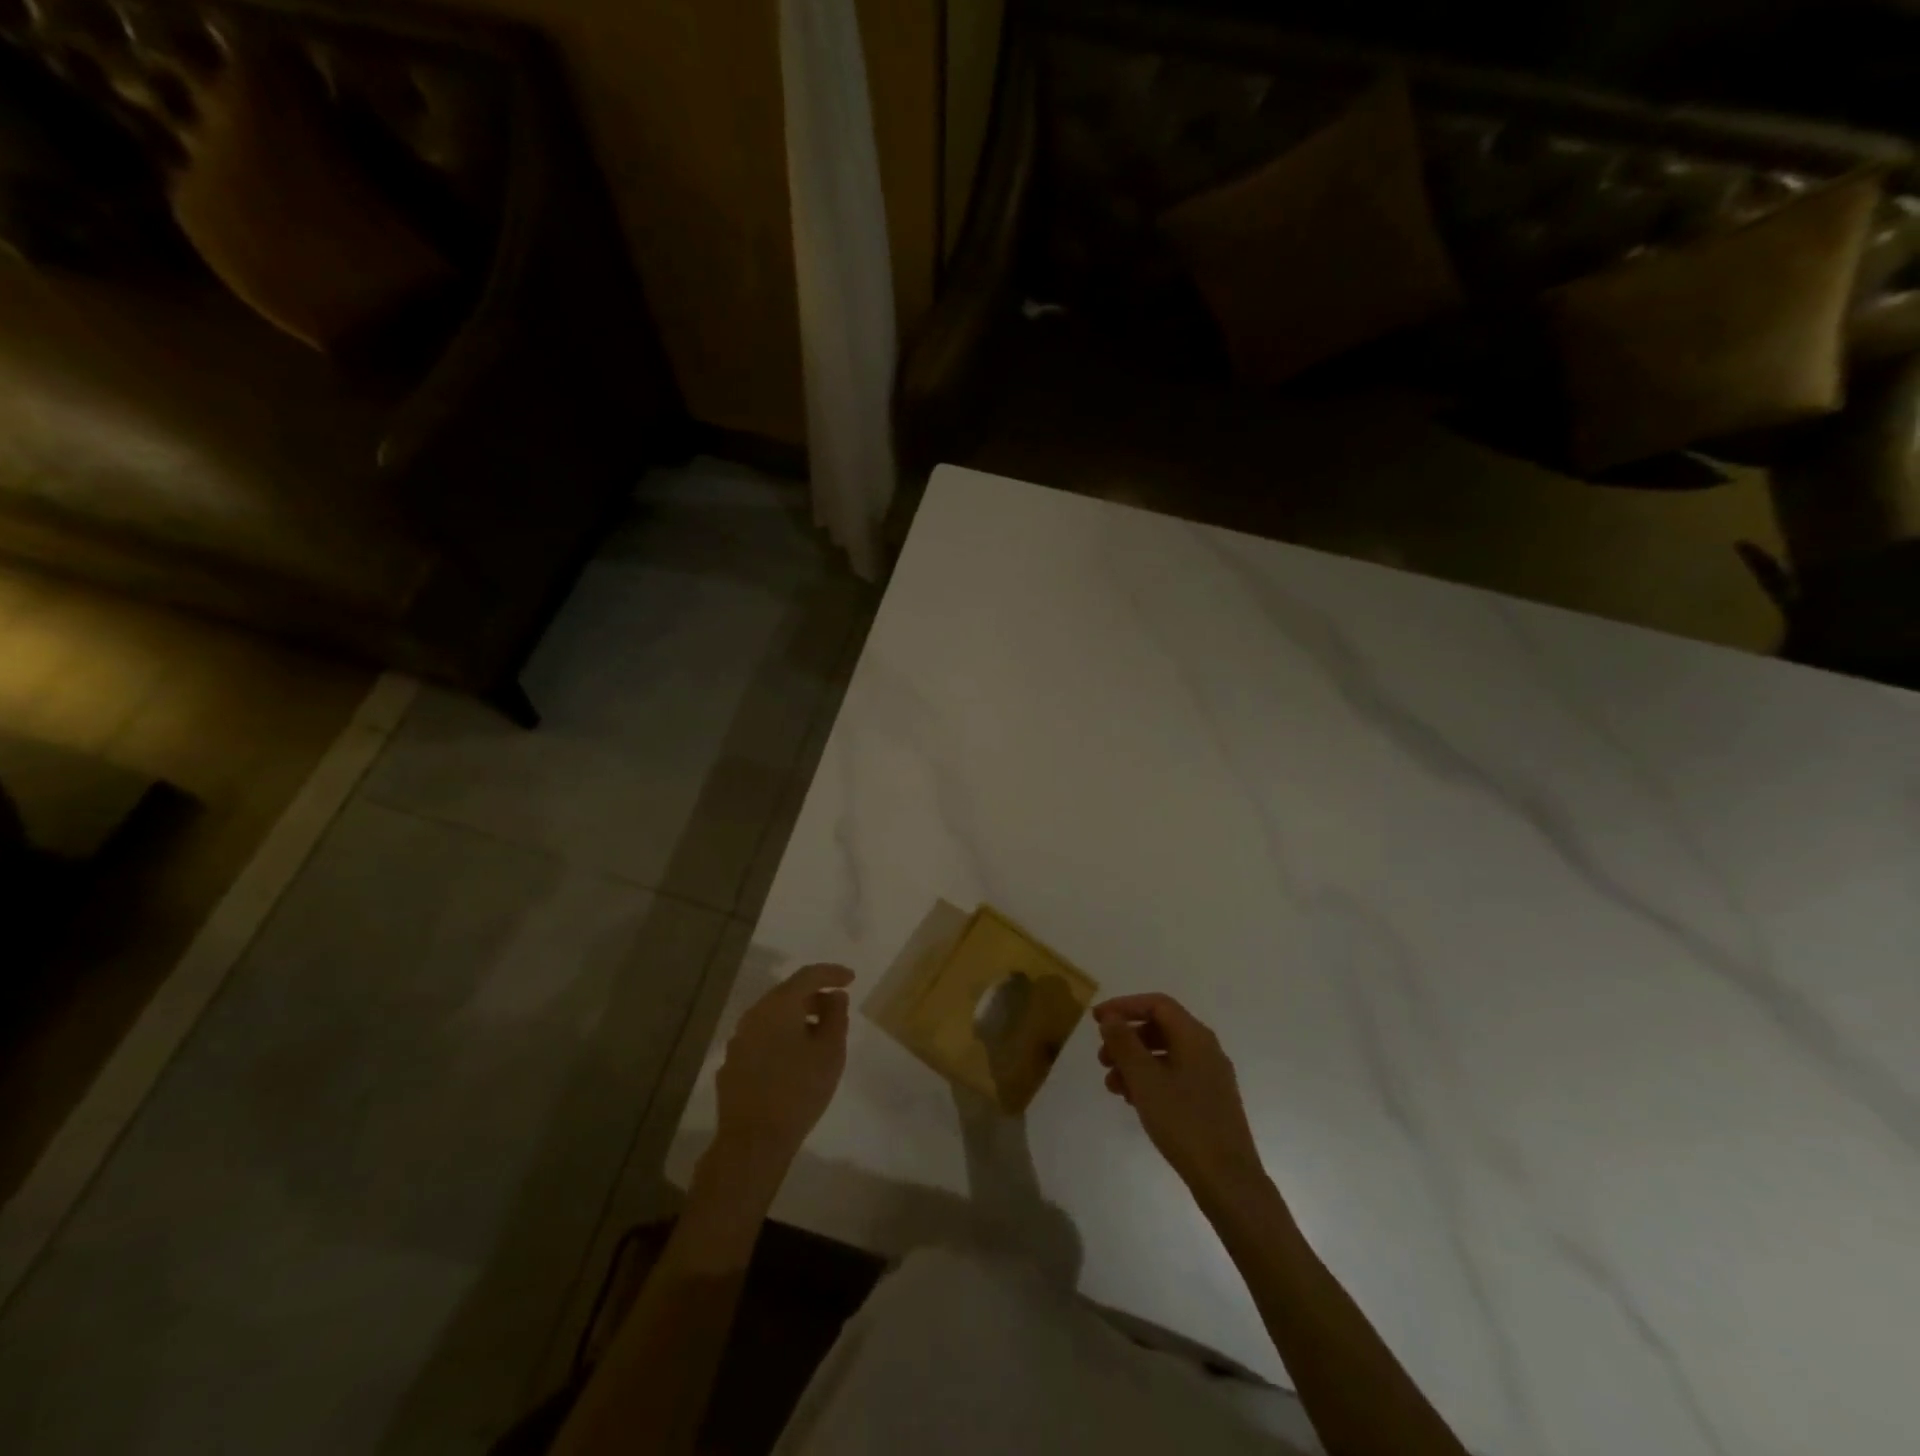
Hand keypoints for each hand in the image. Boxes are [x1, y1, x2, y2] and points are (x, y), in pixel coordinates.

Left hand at [711, 964, 853, 1179]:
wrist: (753, 1141)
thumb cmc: (799, 1091)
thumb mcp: (831, 1051)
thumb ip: (837, 1016)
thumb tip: (835, 996)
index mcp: (778, 1006)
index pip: (808, 976)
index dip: (832, 973)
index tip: (851, 979)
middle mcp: (754, 1015)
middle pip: (788, 994)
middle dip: (815, 996)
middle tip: (838, 1007)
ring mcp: (739, 1040)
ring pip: (773, 1017)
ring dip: (797, 1018)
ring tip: (820, 1035)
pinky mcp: (732, 1064)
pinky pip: (762, 1038)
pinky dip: (781, 1038)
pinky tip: (794, 1058)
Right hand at [1095, 993, 1267, 1200]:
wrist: (1227, 1179)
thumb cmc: (1183, 1121)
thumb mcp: (1144, 1079)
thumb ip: (1124, 1043)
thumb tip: (1110, 1017)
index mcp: (1195, 1036)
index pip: (1156, 1004)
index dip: (1124, 1006)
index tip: (1097, 1020)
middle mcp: (1206, 1049)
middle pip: (1160, 1028)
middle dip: (1127, 1038)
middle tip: (1102, 1058)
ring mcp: (1211, 1076)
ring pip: (1165, 1054)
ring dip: (1135, 1062)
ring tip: (1112, 1086)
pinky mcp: (1210, 1100)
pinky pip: (1174, 1075)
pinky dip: (1150, 1079)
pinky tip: (1133, 1100)